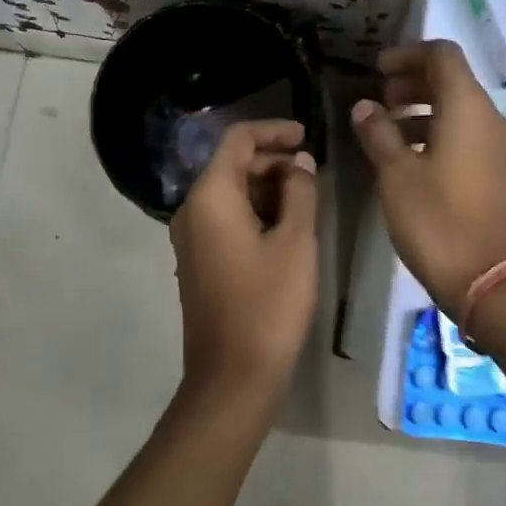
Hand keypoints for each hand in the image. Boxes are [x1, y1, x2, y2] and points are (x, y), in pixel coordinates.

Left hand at [169, 119, 319, 395]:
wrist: (233, 375)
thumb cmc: (269, 304)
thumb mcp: (295, 242)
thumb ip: (300, 192)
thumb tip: (300, 162)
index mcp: (210, 197)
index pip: (237, 140)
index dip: (273, 130)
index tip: (307, 136)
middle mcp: (192, 210)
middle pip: (231, 165)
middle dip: (273, 161)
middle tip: (314, 173)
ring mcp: (191, 238)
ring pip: (230, 194)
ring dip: (267, 188)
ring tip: (307, 200)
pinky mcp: (199, 261)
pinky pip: (226, 219)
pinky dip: (255, 212)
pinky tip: (287, 227)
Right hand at [351, 40, 505, 317]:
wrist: (493, 280)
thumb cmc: (438, 221)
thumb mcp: (397, 175)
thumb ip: (379, 134)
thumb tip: (365, 106)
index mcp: (467, 107)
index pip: (442, 55)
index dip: (407, 55)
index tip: (377, 71)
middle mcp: (490, 118)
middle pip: (452, 81)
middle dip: (413, 82)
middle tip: (379, 99)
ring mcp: (498, 148)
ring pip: (458, 111)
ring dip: (422, 111)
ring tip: (386, 131)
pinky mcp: (498, 174)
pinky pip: (466, 137)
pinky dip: (437, 134)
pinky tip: (409, 160)